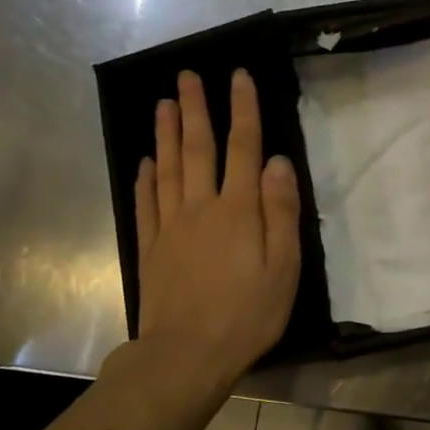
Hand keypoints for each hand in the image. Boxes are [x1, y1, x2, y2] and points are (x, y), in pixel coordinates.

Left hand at [129, 68, 300, 390]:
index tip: (239, 77)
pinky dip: (145, 177)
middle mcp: (201, 207)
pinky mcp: (150, 248)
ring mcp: (170, 226)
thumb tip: (277, 162)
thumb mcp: (284, 266)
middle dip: (196, 109)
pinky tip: (145, 161)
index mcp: (239, 210)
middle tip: (187, 75)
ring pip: (168, 168)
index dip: (243, 110)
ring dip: (166, 133)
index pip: (243, 148)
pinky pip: (146, 203)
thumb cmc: (248, 313)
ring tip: (163, 103)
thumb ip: (281, 212)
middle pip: (198, 149)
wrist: (187, 354)